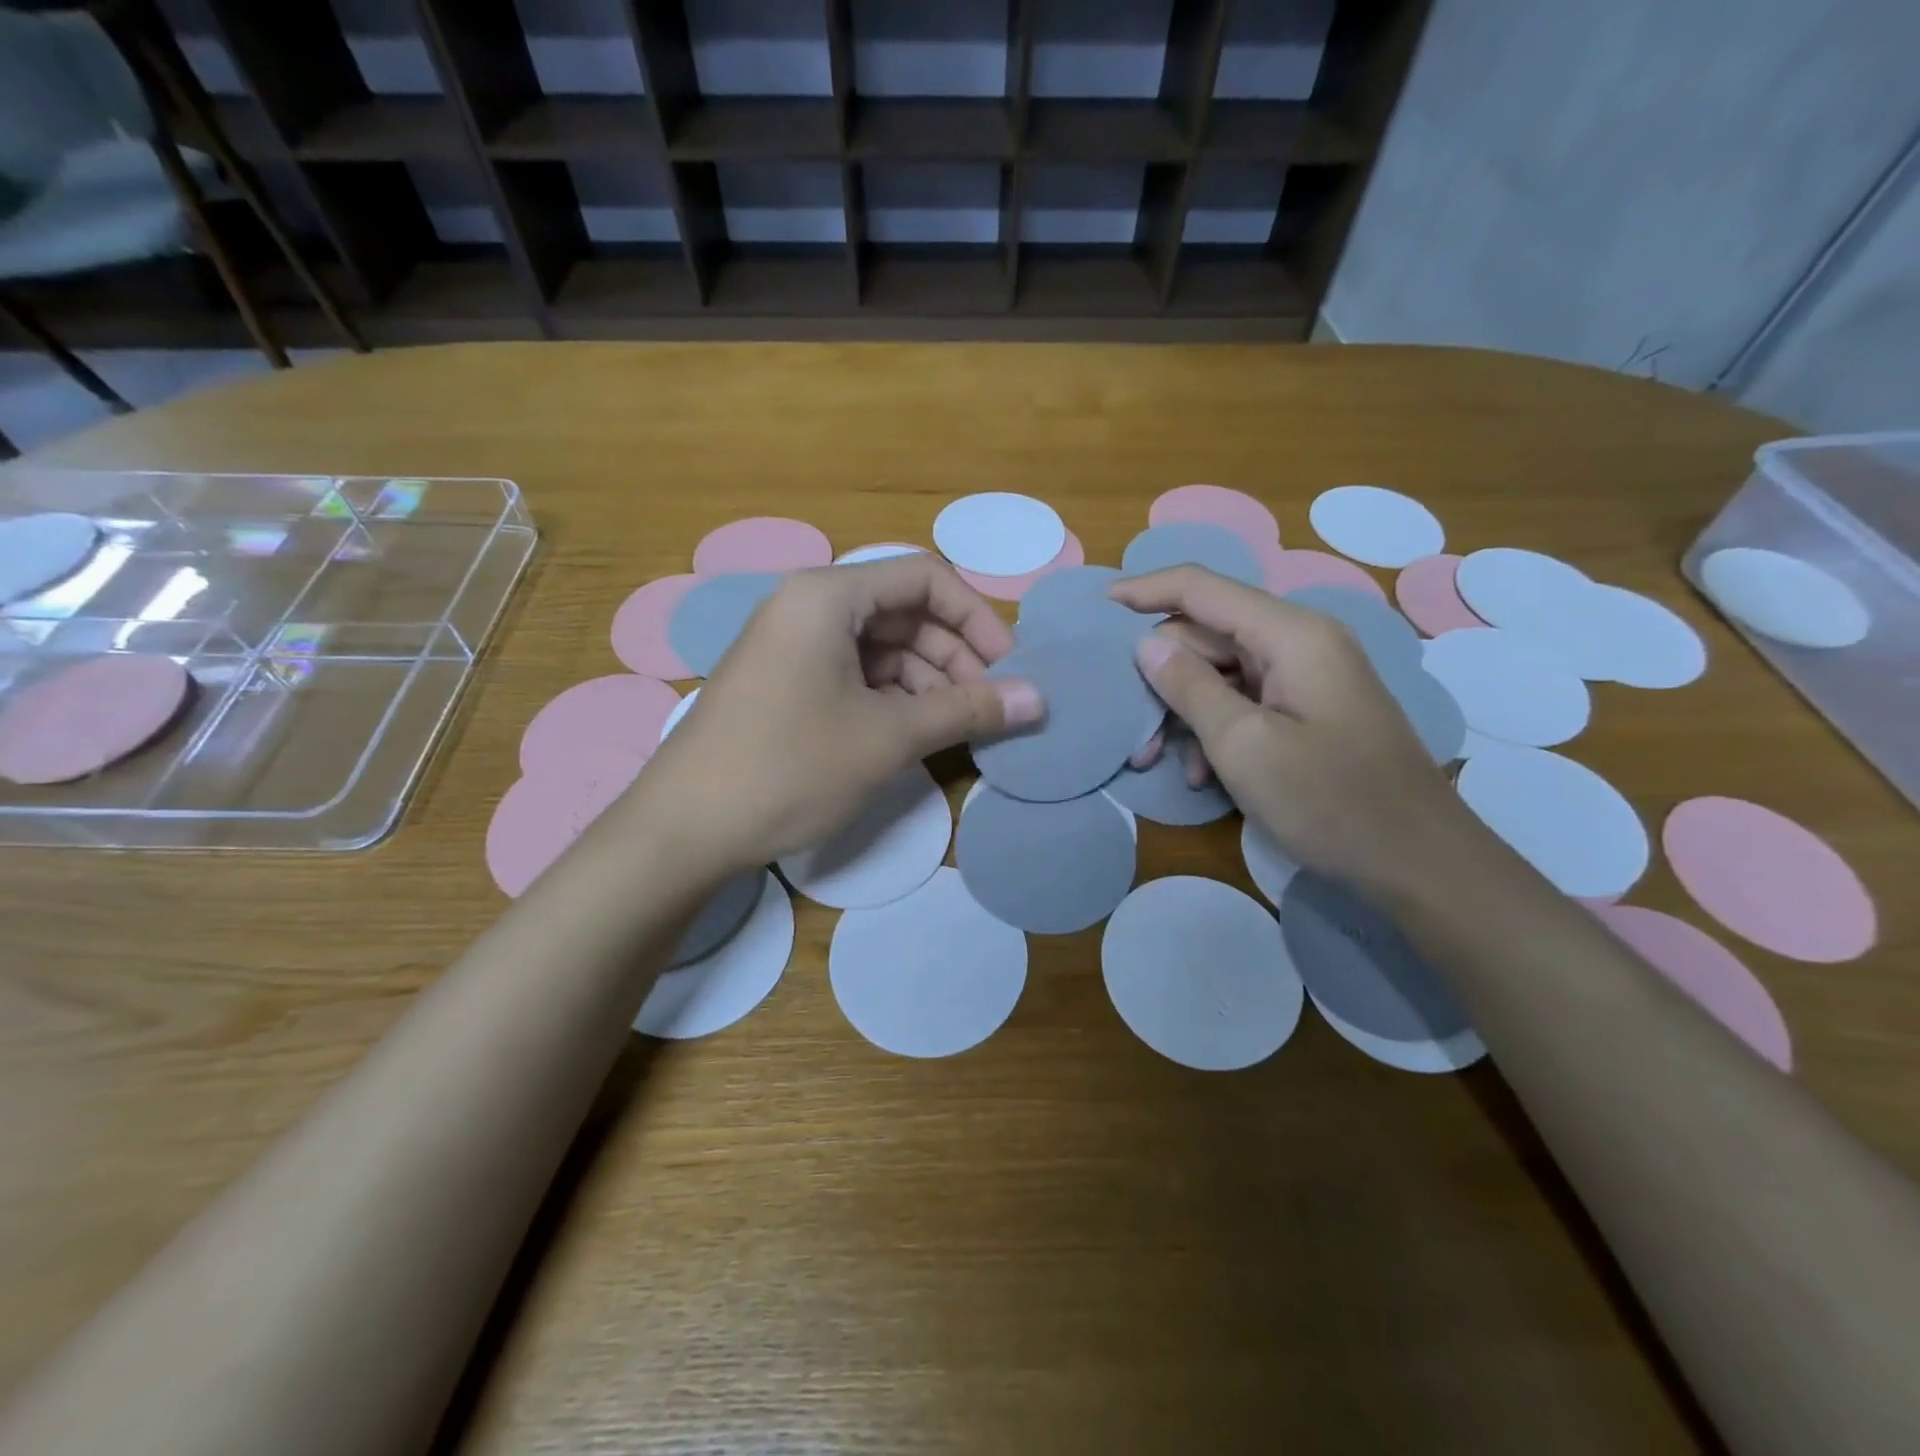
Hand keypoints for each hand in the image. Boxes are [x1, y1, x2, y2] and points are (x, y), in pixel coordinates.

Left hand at [633, 556, 1039, 875]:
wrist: (684, 829)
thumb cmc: (789, 768)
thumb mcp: (888, 737)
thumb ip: (967, 710)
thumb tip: (1040, 699)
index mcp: (828, 596)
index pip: (925, 578)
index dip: (977, 619)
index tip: (1009, 668)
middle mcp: (808, 607)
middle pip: (904, 612)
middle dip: (955, 656)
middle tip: (990, 706)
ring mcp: (792, 646)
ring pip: (882, 648)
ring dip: (928, 682)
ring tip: (958, 728)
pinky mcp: (785, 683)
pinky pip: (854, 674)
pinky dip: (892, 699)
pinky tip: (915, 734)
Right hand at [1111, 566, 1482, 899]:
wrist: (1419, 862)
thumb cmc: (1330, 801)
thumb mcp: (1244, 746)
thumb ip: (1189, 688)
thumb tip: (1145, 644)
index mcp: (1290, 634)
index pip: (1202, 588)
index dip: (1145, 591)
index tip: (1096, 609)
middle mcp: (1299, 642)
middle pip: (1207, 635)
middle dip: (1160, 676)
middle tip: (1124, 725)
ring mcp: (1306, 677)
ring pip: (1221, 673)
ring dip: (1182, 711)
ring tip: (1152, 758)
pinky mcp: (1308, 711)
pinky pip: (1245, 703)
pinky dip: (1214, 730)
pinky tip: (1198, 774)